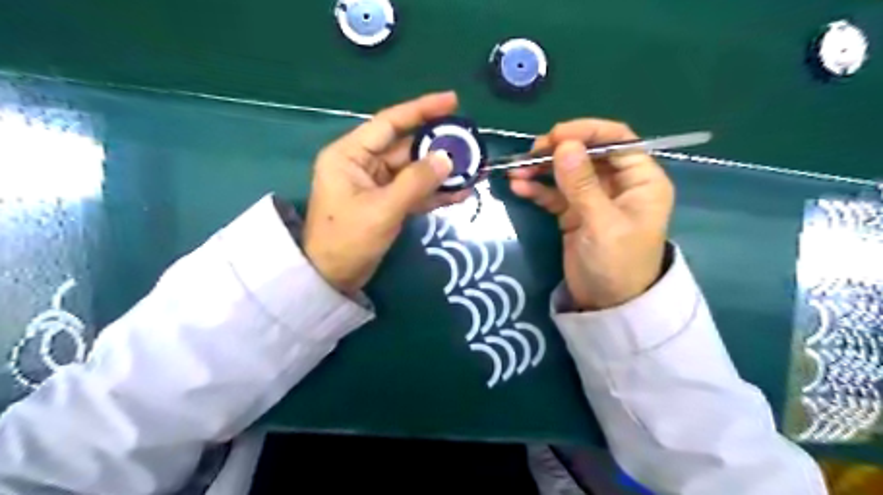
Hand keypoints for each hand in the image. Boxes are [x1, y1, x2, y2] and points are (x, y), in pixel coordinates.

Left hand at [302, 90, 468, 292]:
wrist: (332, 278)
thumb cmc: (347, 240)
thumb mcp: (383, 209)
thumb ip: (416, 182)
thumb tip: (447, 158)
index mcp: (350, 154)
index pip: (389, 123)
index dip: (421, 109)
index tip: (452, 101)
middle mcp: (363, 164)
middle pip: (406, 147)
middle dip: (438, 147)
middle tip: (471, 144)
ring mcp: (376, 185)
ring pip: (414, 171)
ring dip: (441, 172)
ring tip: (473, 169)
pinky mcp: (386, 203)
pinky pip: (414, 192)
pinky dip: (434, 193)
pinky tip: (460, 192)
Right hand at [508, 118, 672, 308]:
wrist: (607, 305)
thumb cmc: (617, 264)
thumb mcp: (602, 223)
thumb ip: (582, 184)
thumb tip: (564, 145)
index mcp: (640, 180)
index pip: (617, 140)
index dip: (586, 132)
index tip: (555, 136)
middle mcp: (618, 183)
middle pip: (587, 154)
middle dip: (558, 151)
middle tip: (530, 154)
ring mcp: (594, 198)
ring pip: (567, 173)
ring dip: (541, 170)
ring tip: (516, 172)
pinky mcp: (574, 213)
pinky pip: (555, 194)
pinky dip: (538, 190)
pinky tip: (519, 188)